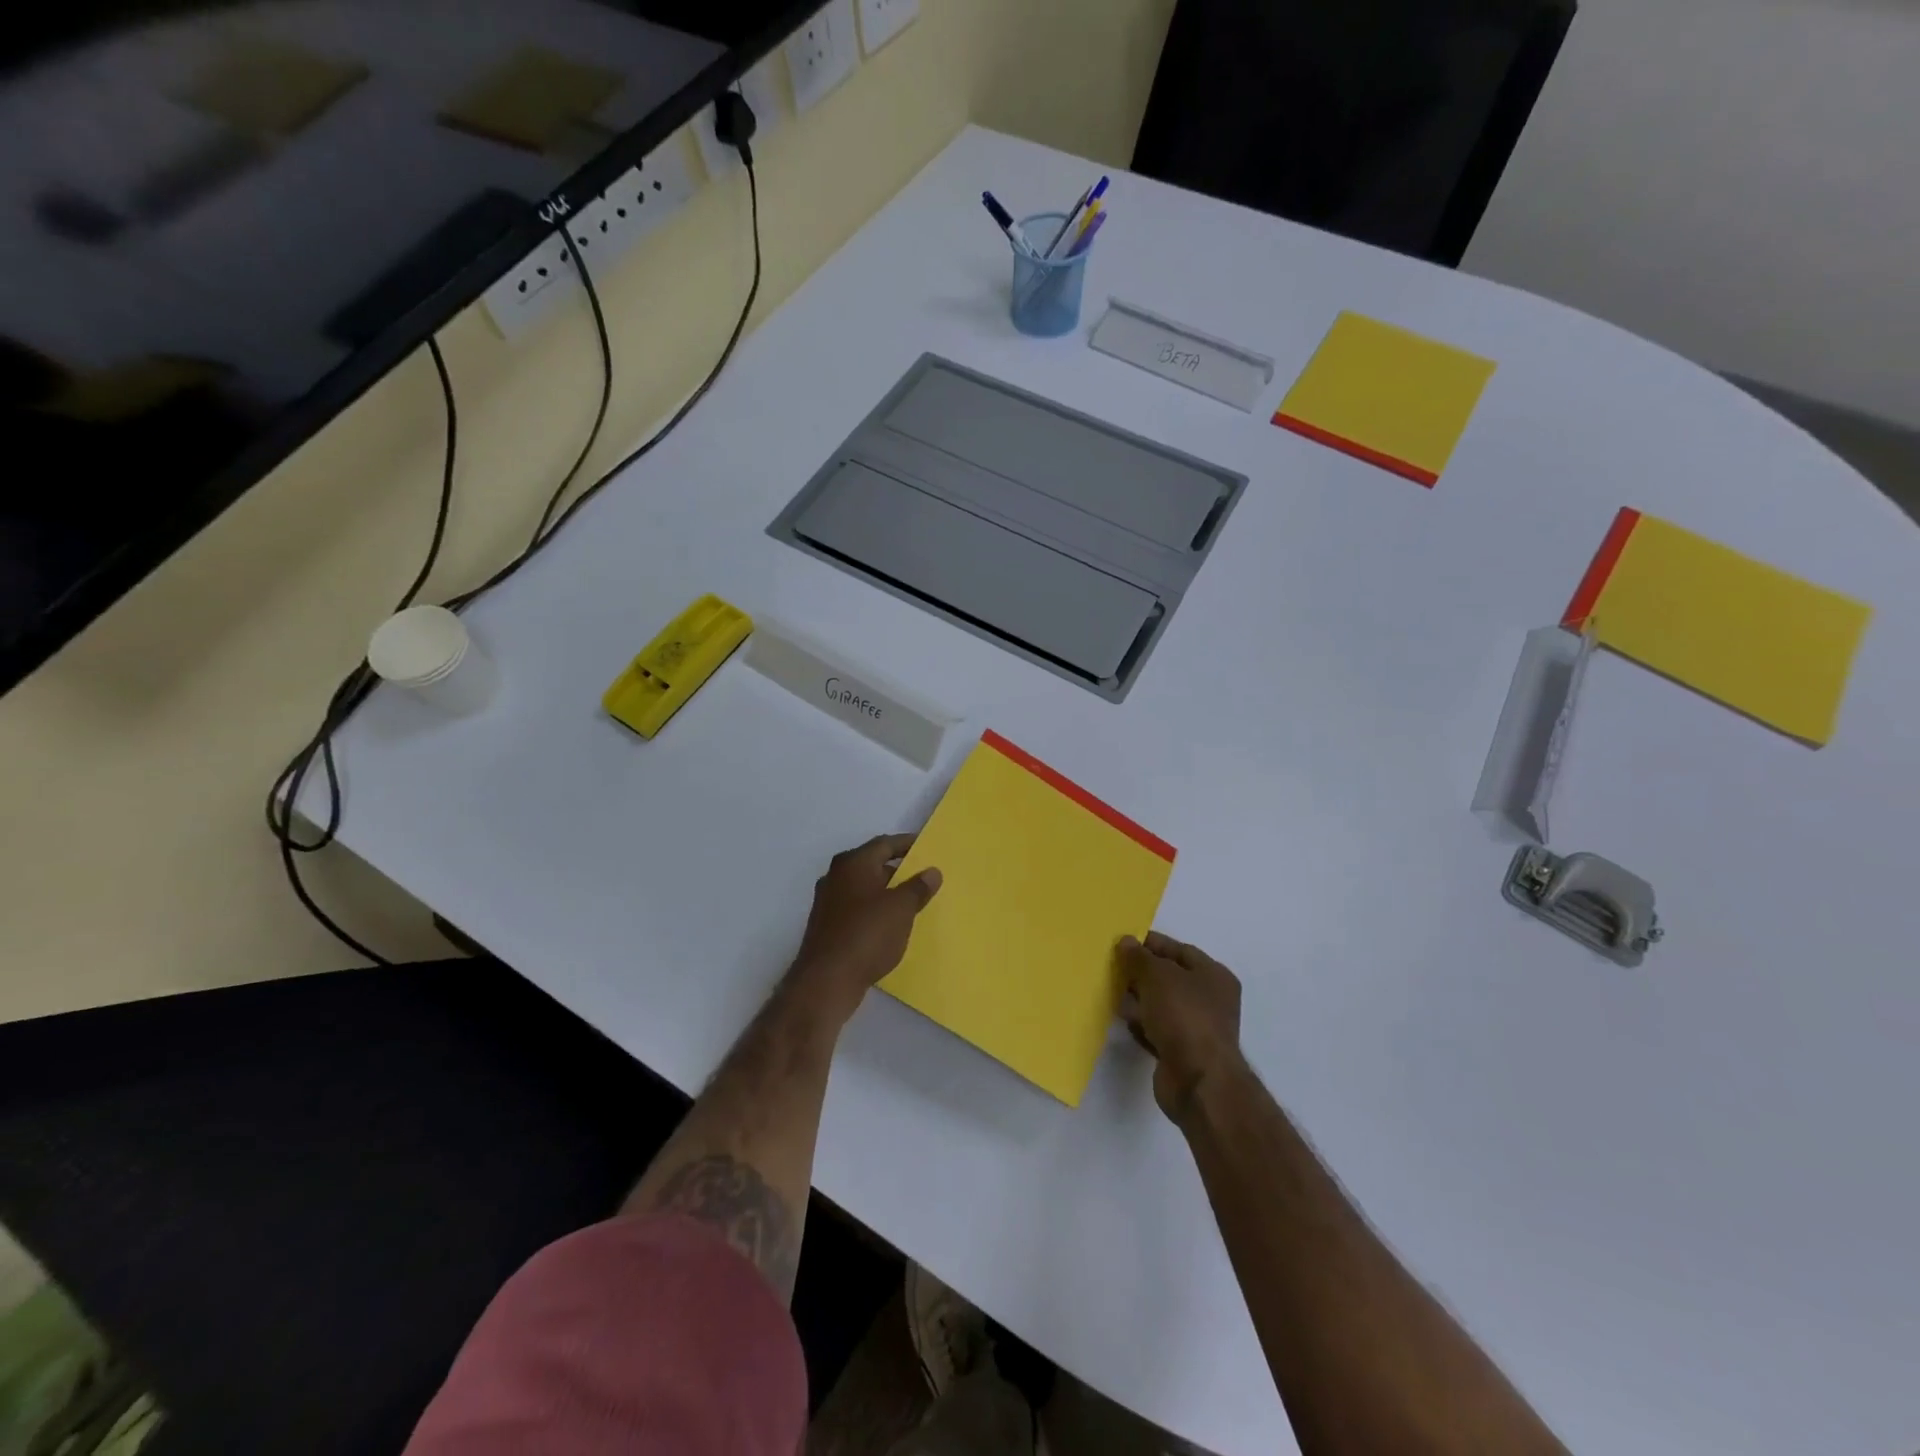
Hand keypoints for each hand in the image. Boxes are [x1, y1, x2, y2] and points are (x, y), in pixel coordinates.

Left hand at [790, 834, 941, 1023]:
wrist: (826, 980)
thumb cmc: (867, 934)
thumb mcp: (901, 908)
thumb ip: (918, 887)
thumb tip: (932, 871)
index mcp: (853, 863)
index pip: (884, 844)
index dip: (907, 844)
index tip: (926, 847)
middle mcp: (836, 876)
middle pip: (872, 864)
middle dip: (898, 870)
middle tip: (923, 877)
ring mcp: (828, 902)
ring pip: (864, 889)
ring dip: (886, 893)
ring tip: (911, 903)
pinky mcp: (827, 926)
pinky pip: (857, 910)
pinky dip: (874, 912)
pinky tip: (890, 926)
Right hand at [1118, 932, 1244, 1124]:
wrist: (1198, 1081)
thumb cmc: (1184, 1016)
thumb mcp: (1158, 976)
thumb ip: (1140, 957)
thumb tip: (1126, 942)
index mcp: (1213, 976)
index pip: (1179, 950)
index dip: (1151, 944)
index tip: (1122, 942)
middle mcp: (1209, 1000)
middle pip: (1169, 978)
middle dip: (1141, 972)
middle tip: (1111, 966)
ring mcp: (1196, 1028)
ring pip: (1161, 1005)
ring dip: (1138, 999)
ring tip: (1110, 991)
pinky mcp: (1181, 1053)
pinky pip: (1156, 1030)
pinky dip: (1141, 1025)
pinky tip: (1122, 1021)